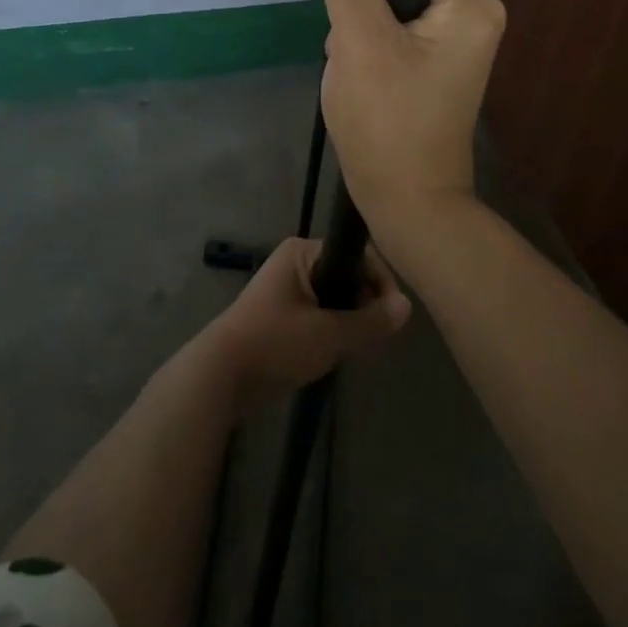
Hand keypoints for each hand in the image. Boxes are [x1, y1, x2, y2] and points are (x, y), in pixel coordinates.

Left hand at [203, 237, 410, 408]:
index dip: (380, 281)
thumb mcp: (330, 334)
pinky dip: (332, 328)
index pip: (357, 254)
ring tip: (358, 346)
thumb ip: (371, 321)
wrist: (220, 375)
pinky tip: (337, 352)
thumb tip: (407, 306)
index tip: (393, 314)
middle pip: (347, 274)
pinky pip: (320, 312)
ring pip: (335, 296)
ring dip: (350, 319)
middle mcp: (295, 261)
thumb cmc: (275, 343)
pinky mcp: (281, 313)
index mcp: (303, 251)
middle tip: (376, 335)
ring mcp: (286, 287)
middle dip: (365, 303)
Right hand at [319, 0, 506, 257]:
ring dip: (360, 46)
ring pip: (385, 18)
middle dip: (361, 24)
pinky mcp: (438, 69)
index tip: (357, 32)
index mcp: (471, 4)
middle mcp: (474, 17)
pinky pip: (392, 43)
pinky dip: (370, 63)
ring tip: (362, 85)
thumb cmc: (387, 123)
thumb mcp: (360, 44)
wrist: (408, 202)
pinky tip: (368, 93)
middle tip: (359, 67)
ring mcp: (457, 46)